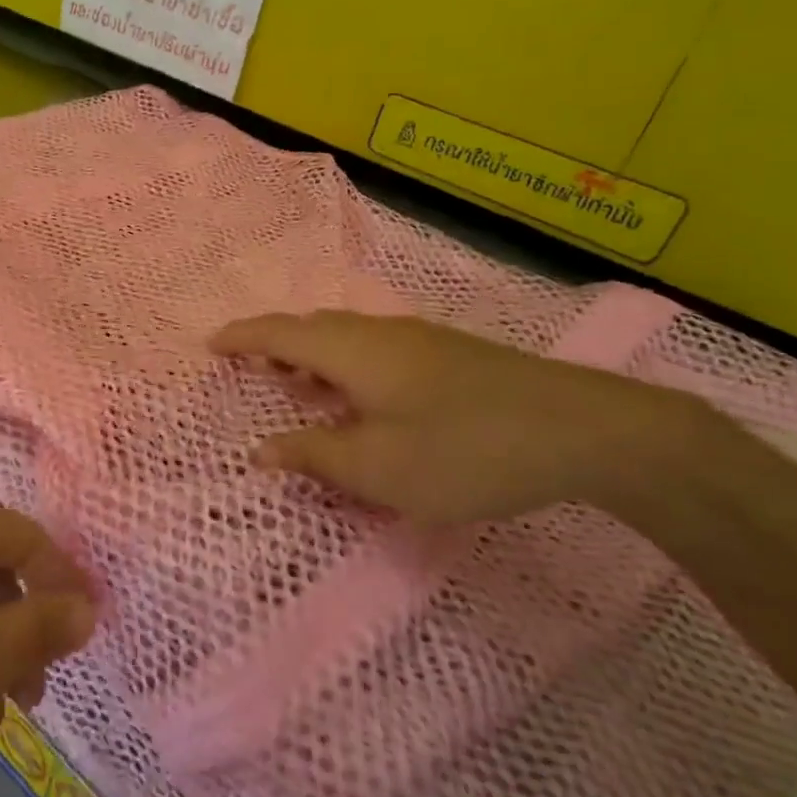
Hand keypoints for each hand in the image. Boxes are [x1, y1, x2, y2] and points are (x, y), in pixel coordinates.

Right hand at [210, 310, 719, 526]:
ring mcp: (419, 340)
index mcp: (351, 350)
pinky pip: (374, 349)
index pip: (278, 332)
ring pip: (346, 338)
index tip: (210, 345)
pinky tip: (364, 398)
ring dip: (313, 356)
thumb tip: (263, 450)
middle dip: (275, 345)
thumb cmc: (464, 449)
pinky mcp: (449, 355)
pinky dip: (346, 366)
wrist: (585, 429)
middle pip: (311, 328)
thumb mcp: (378, 468)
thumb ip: (314, 456)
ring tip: (299, 386)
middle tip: (252, 370)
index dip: (240, 337)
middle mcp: (379, 332)